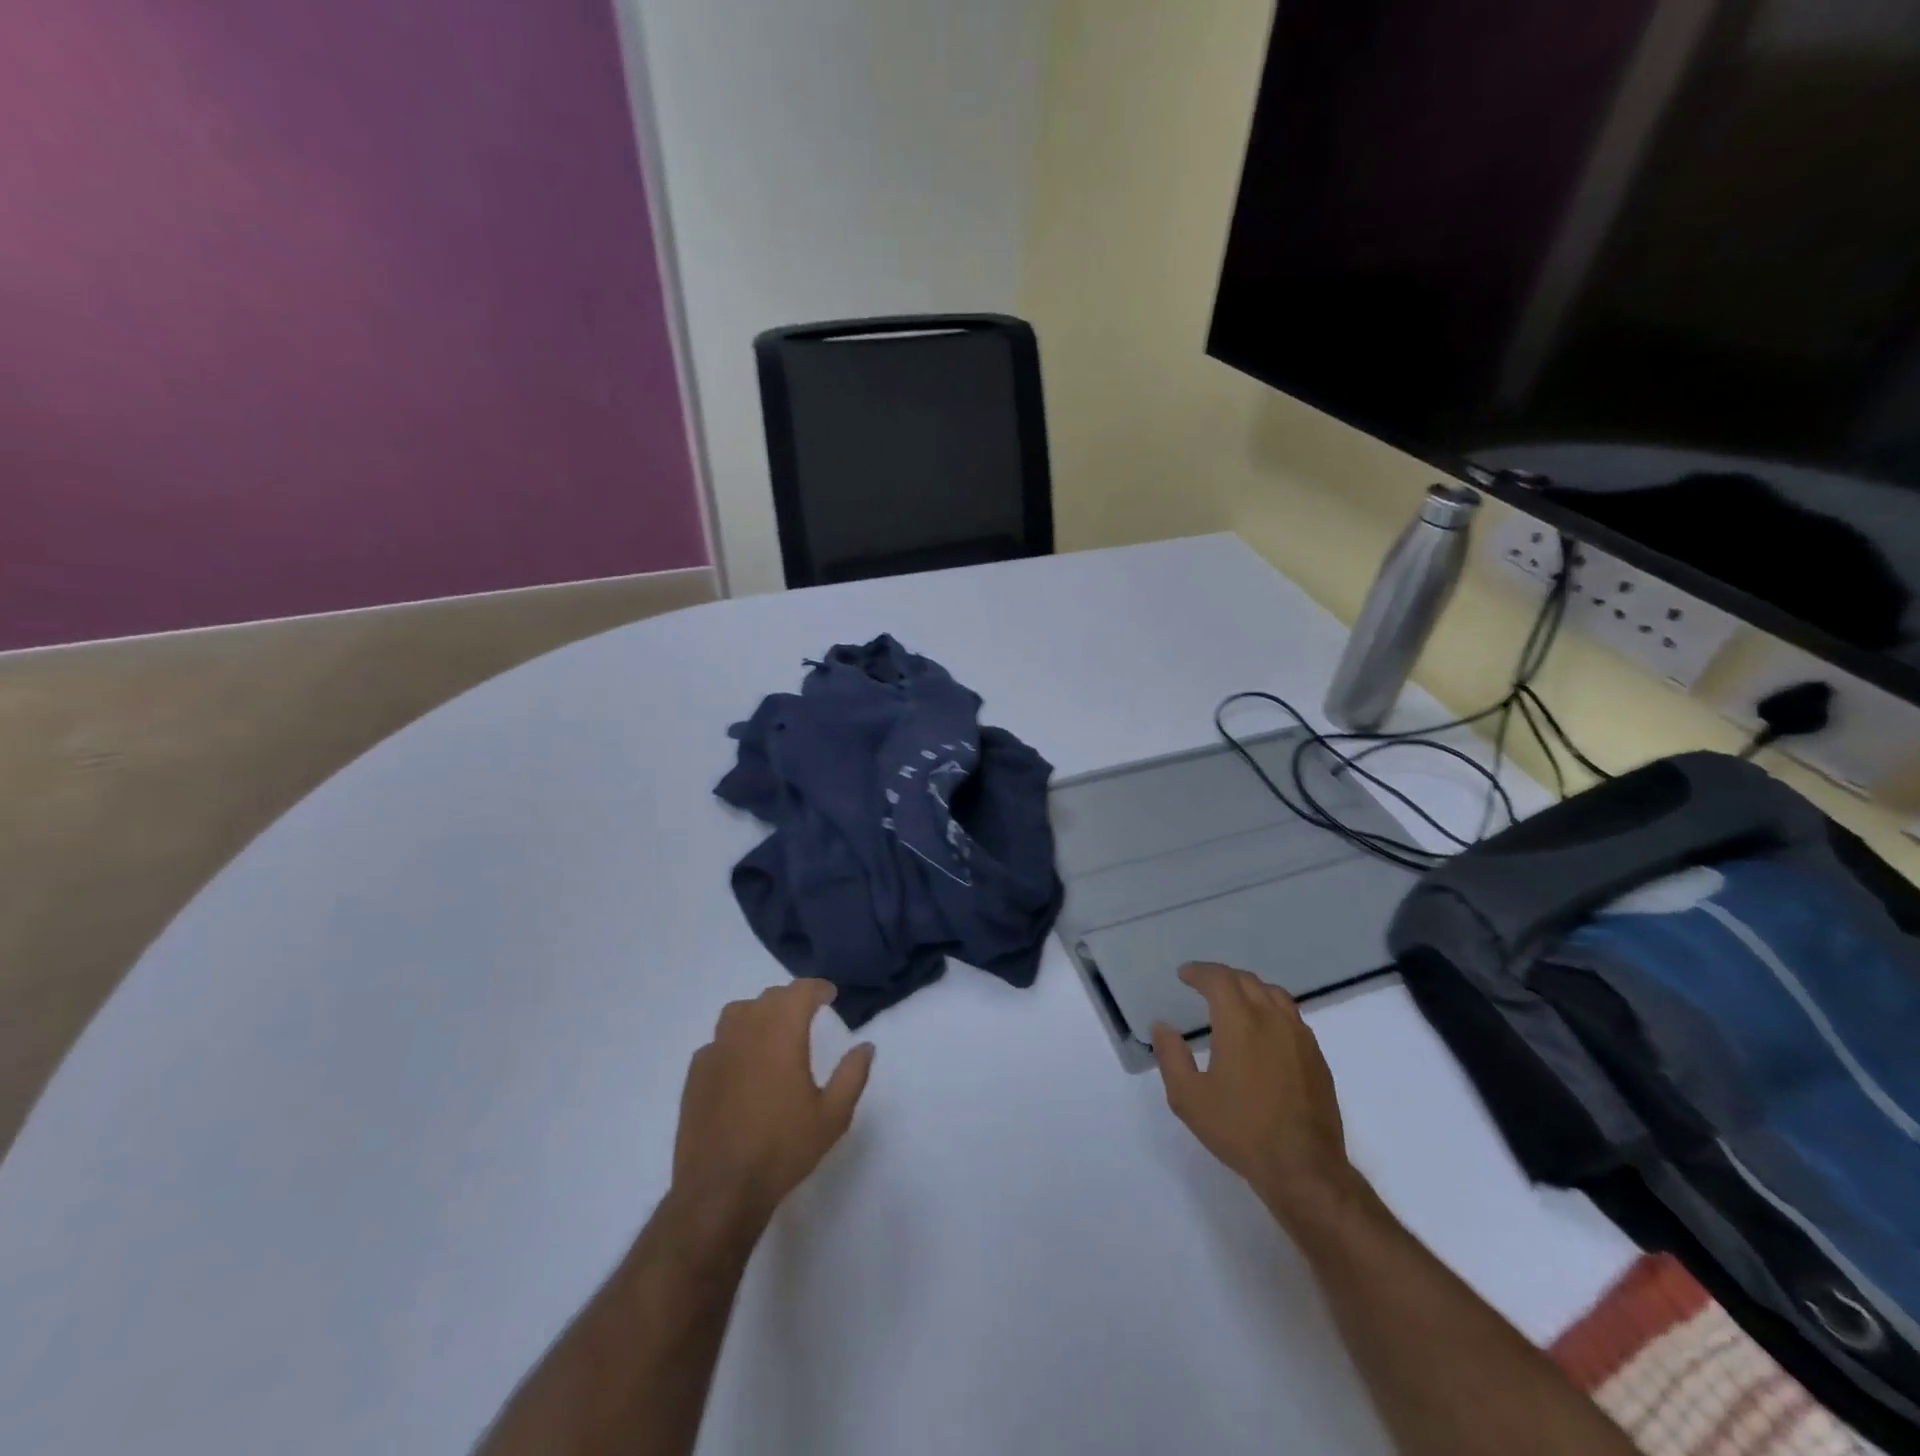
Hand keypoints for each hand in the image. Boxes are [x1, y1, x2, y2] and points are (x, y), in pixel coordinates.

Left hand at [671, 980, 875, 1234]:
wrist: (720, 1190)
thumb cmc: (782, 1149)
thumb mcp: (833, 1116)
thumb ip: (852, 1074)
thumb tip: (866, 1046)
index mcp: (781, 1034)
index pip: (800, 991)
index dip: (818, 988)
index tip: (830, 995)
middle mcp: (747, 1031)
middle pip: (770, 997)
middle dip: (791, 999)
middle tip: (807, 1014)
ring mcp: (716, 1051)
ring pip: (738, 1012)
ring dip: (759, 1013)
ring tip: (772, 1032)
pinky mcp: (696, 1074)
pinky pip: (718, 1042)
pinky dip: (734, 1041)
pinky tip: (742, 1065)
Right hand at [1152, 963, 1355, 1226]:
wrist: (1303, 1168)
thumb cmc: (1240, 1130)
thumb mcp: (1188, 1098)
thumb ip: (1171, 1056)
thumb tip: (1162, 1027)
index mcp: (1240, 1022)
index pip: (1219, 979)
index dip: (1199, 972)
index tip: (1184, 975)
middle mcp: (1272, 1019)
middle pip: (1247, 980)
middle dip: (1222, 977)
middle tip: (1204, 984)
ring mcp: (1300, 1037)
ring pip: (1274, 994)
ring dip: (1249, 988)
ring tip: (1234, 1001)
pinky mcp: (1316, 1057)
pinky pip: (1291, 1016)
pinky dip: (1271, 1008)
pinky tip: (1263, 1030)